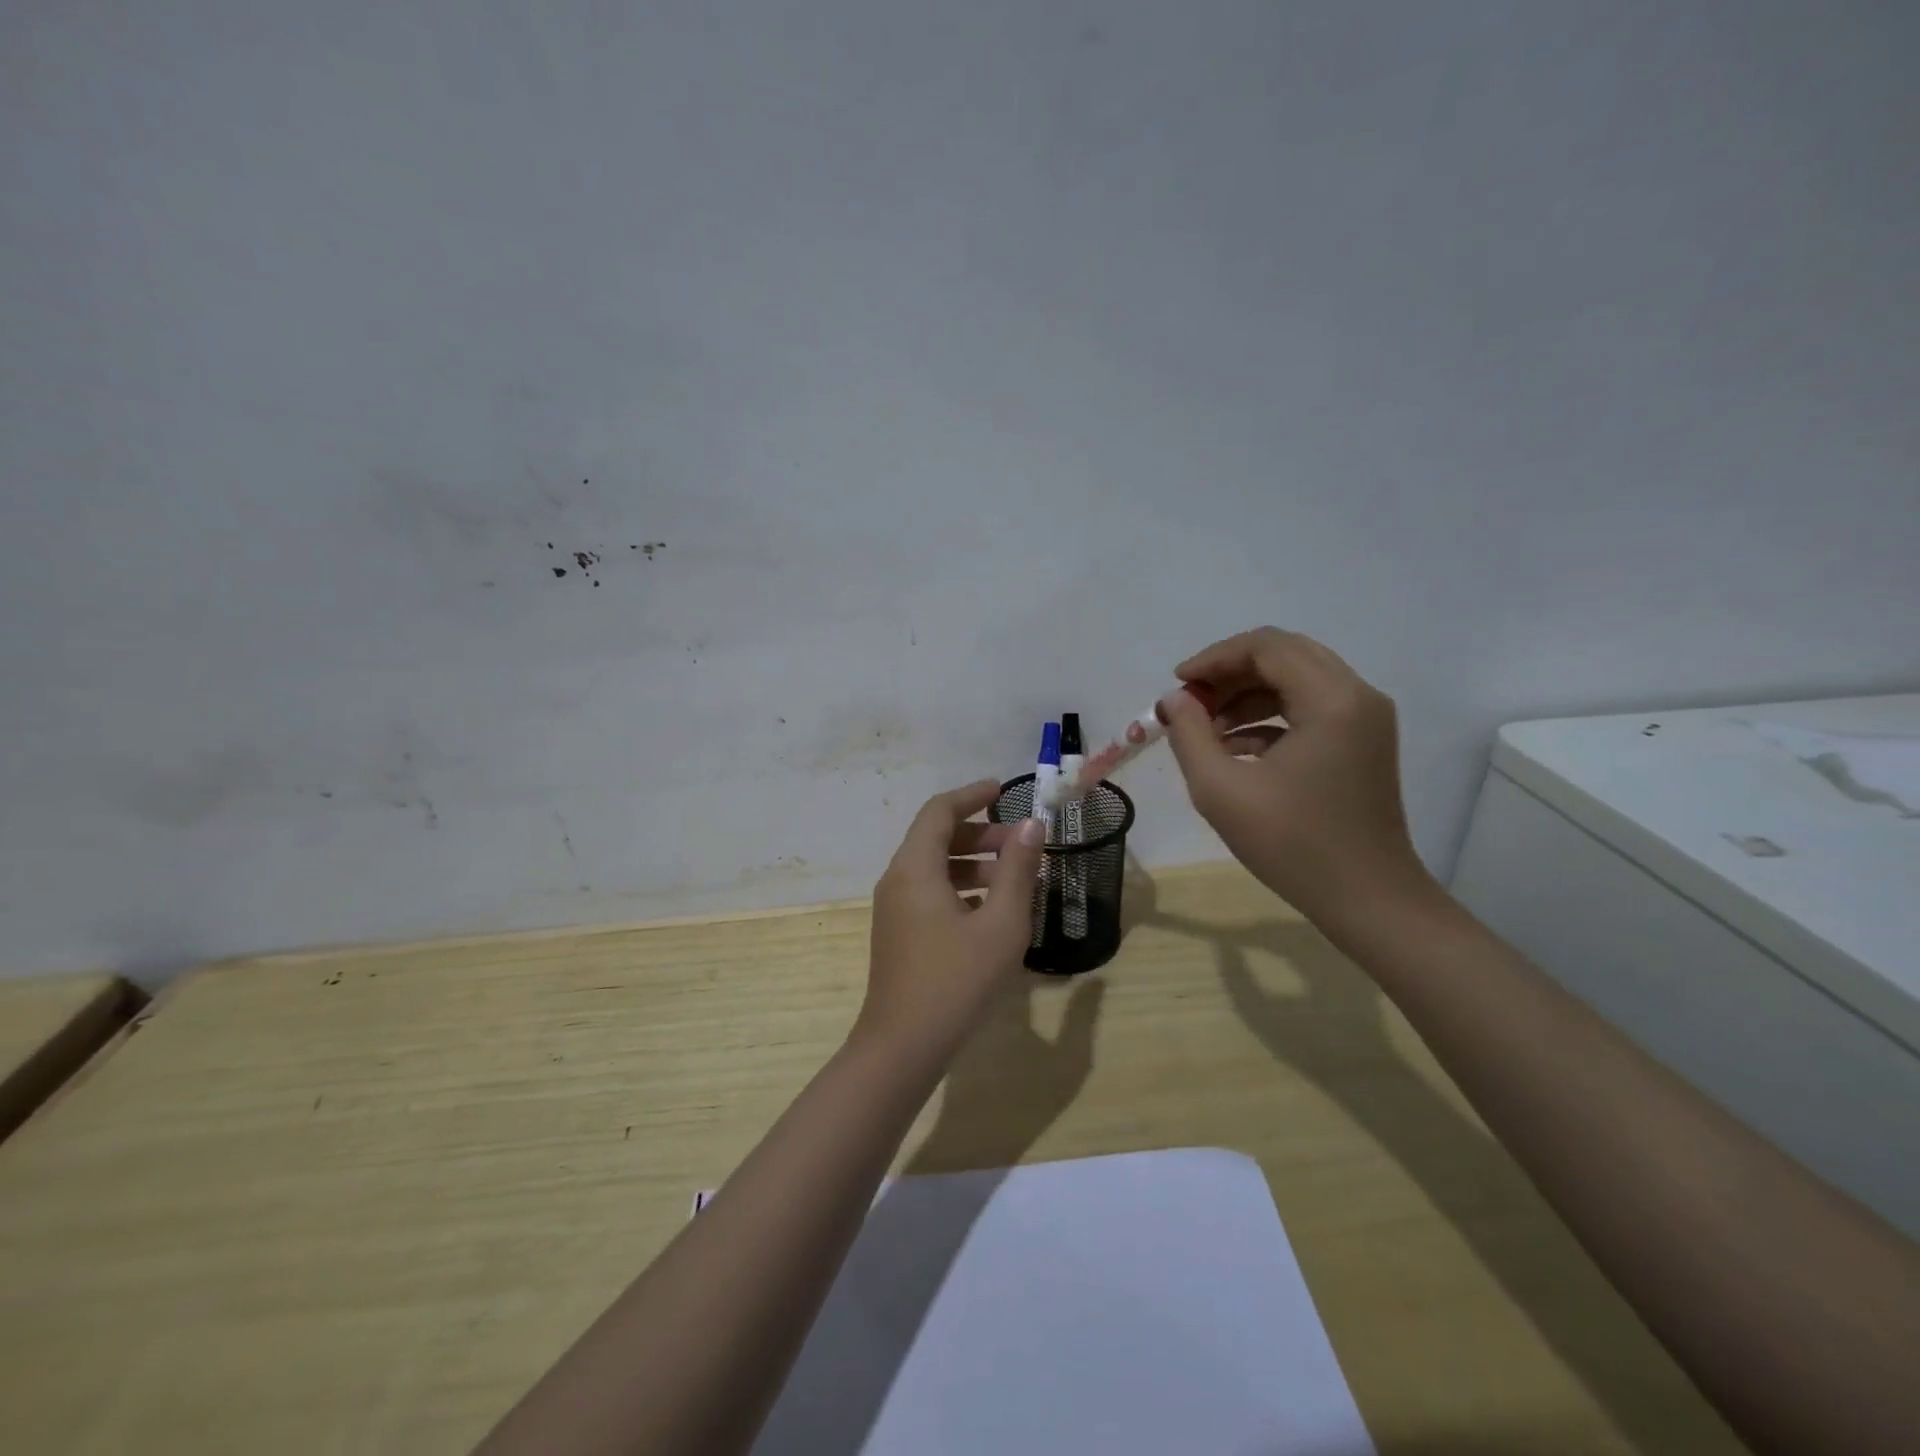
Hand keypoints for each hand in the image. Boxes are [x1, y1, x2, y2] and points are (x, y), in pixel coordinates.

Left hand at [858, 780, 1044, 1061]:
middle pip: (935, 836)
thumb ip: (1017, 870)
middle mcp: (898, 879)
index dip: (971, 795)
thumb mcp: (1001, 924)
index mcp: (915, 868)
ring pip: (934, 867)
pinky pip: (930, 892)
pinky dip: (960, 887)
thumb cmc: (956, 981)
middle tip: (1021, 843)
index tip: (1003, 790)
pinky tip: (991, 911)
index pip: (939, 810)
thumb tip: (1032, 826)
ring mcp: (894, 908)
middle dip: (980, 832)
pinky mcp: (899, 933)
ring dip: (972, 862)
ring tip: (1014, 878)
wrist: (903, 1047)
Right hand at [1160, 628, 1436, 926]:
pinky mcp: (1362, 742)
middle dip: (1230, 673)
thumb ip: (1190, 734)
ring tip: (1205, 727)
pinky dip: (1269, 717)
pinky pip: (1310, 708)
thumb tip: (1175, 700)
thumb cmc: (1293, 845)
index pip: (1266, 647)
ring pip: (1297, 680)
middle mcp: (1357, 696)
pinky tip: (1234, 748)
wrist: (1368, 900)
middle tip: (1190, 702)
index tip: (1177, 686)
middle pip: (1284, 655)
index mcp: (1332, 699)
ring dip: (1247, 695)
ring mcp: (1365, 720)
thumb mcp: (1221, 790)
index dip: (1214, 659)